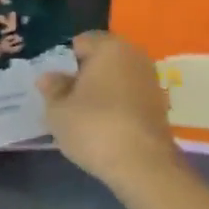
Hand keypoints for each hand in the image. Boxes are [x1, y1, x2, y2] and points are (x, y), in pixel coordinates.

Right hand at [37, 31, 181, 194]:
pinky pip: (131, 96)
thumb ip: (52, 89)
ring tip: (87, 117)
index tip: (56, 86)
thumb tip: (47, 77)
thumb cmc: (95, 128)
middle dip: (86, 75)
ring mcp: (150, 79)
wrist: (143, 166)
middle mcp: (134, 55)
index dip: (65, 62)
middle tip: (69, 101)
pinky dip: (119, 106)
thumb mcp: (59, 111)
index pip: (81, 42)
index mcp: (109, 46)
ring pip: (118, 78)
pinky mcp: (160, 104)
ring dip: (104, 91)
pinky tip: (108, 128)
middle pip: (102, 59)